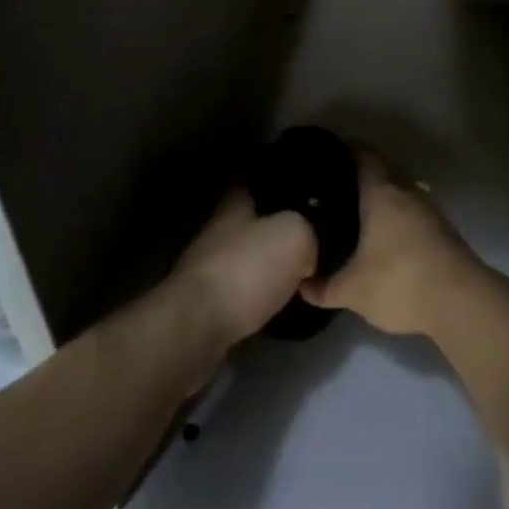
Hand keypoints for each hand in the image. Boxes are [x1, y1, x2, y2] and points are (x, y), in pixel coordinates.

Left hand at [172, 189, 316, 352]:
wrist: (197, 329)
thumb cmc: (246, 269)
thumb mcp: (296, 235)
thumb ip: (310, 232)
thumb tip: (309, 253)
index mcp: (234, 203)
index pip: (254, 179)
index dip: (278, 182)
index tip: (303, 187)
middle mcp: (218, 230)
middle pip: (252, 219)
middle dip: (276, 224)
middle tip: (311, 231)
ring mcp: (209, 268)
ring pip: (247, 256)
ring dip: (268, 262)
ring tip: (300, 268)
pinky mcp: (206, 304)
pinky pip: (242, 289)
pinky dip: (259, 292)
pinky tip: (278, 298)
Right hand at [301, 152, 485, 336]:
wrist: (461, 300)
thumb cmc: (399, 281)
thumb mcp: (353, 290)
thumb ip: (324, 287)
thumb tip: (301, 284)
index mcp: (382, 193)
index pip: (365, 157)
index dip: (348, 151)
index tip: (330, 155)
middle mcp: (407, 192)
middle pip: (383, 175)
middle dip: (362, 182)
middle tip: (337, 195)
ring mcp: (430, 210)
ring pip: (400, 197)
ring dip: (383, 205)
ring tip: (359, 220)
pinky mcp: (444, 231)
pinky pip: (414, 216)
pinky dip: (399, 222)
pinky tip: (386, 243)